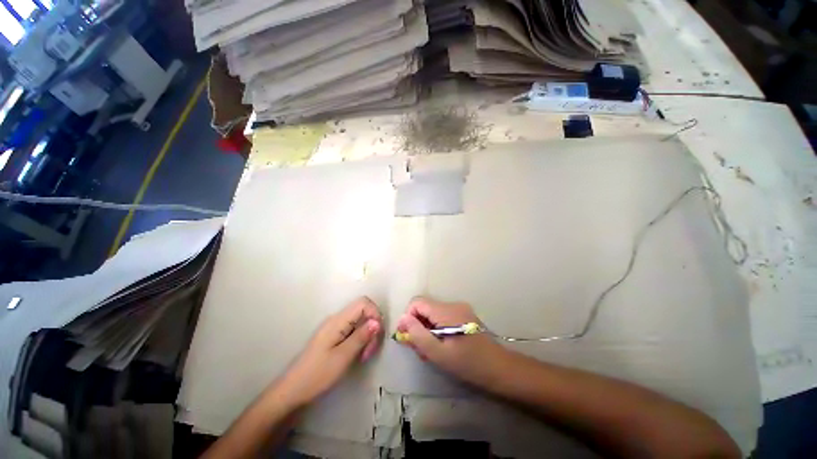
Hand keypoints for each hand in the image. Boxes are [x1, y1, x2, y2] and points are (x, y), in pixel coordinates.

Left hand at [277, 297, 382, 406]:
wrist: (293, 389)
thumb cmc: (317, 374)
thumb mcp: (343, 357)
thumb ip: (361, 337)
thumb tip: (377, 322)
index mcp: (338, 320)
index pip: (363, 302)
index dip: (375, 314)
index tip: (377, 334)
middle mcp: (337, 319)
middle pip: (364, 311)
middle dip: (372, 327)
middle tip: (370, 351)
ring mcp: (335, 327)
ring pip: (360, 321)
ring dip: (367, 335)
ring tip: (364, 355)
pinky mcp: (335, 335)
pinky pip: (354, 329)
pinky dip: (361, 339)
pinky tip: (359, 354)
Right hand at [396, 297, 506, 386]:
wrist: (499, 368)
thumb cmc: (468, 363)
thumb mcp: (438, 353)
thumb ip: (418, 334)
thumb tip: (402, 318)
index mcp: (446, 311)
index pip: (417, 302)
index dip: (408, 317)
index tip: (408, 337)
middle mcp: (452, 304)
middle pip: (425, 308)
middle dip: (418, 326)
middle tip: (420, 349)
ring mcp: (459, 309)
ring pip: (432, 314)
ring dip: (427, 330)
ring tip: (431, 351)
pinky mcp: (464, 315)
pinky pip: (442, 317)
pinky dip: (436, 329)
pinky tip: (441, 346)